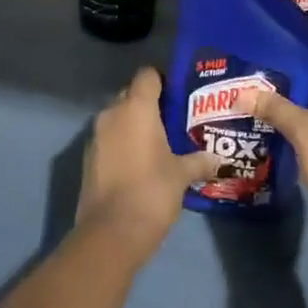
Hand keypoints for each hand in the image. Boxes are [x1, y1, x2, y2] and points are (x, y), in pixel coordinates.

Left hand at [78, 68, 217, 261]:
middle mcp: (112, 114)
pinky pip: (110, 139)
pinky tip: (142, 161)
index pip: (147, 75)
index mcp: (136, 108)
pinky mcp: (89, 159)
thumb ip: (199, 161)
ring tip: (161, 140)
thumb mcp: (182, 175)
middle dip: (150, 103)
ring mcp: (96, 137)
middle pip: (131, 94)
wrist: (111, 232)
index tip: (181, 92)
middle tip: (175, 117)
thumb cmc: (152, 191)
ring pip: (118, 118)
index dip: (164, 78)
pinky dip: (124, 143)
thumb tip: (218, 159)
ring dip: (135, 124)